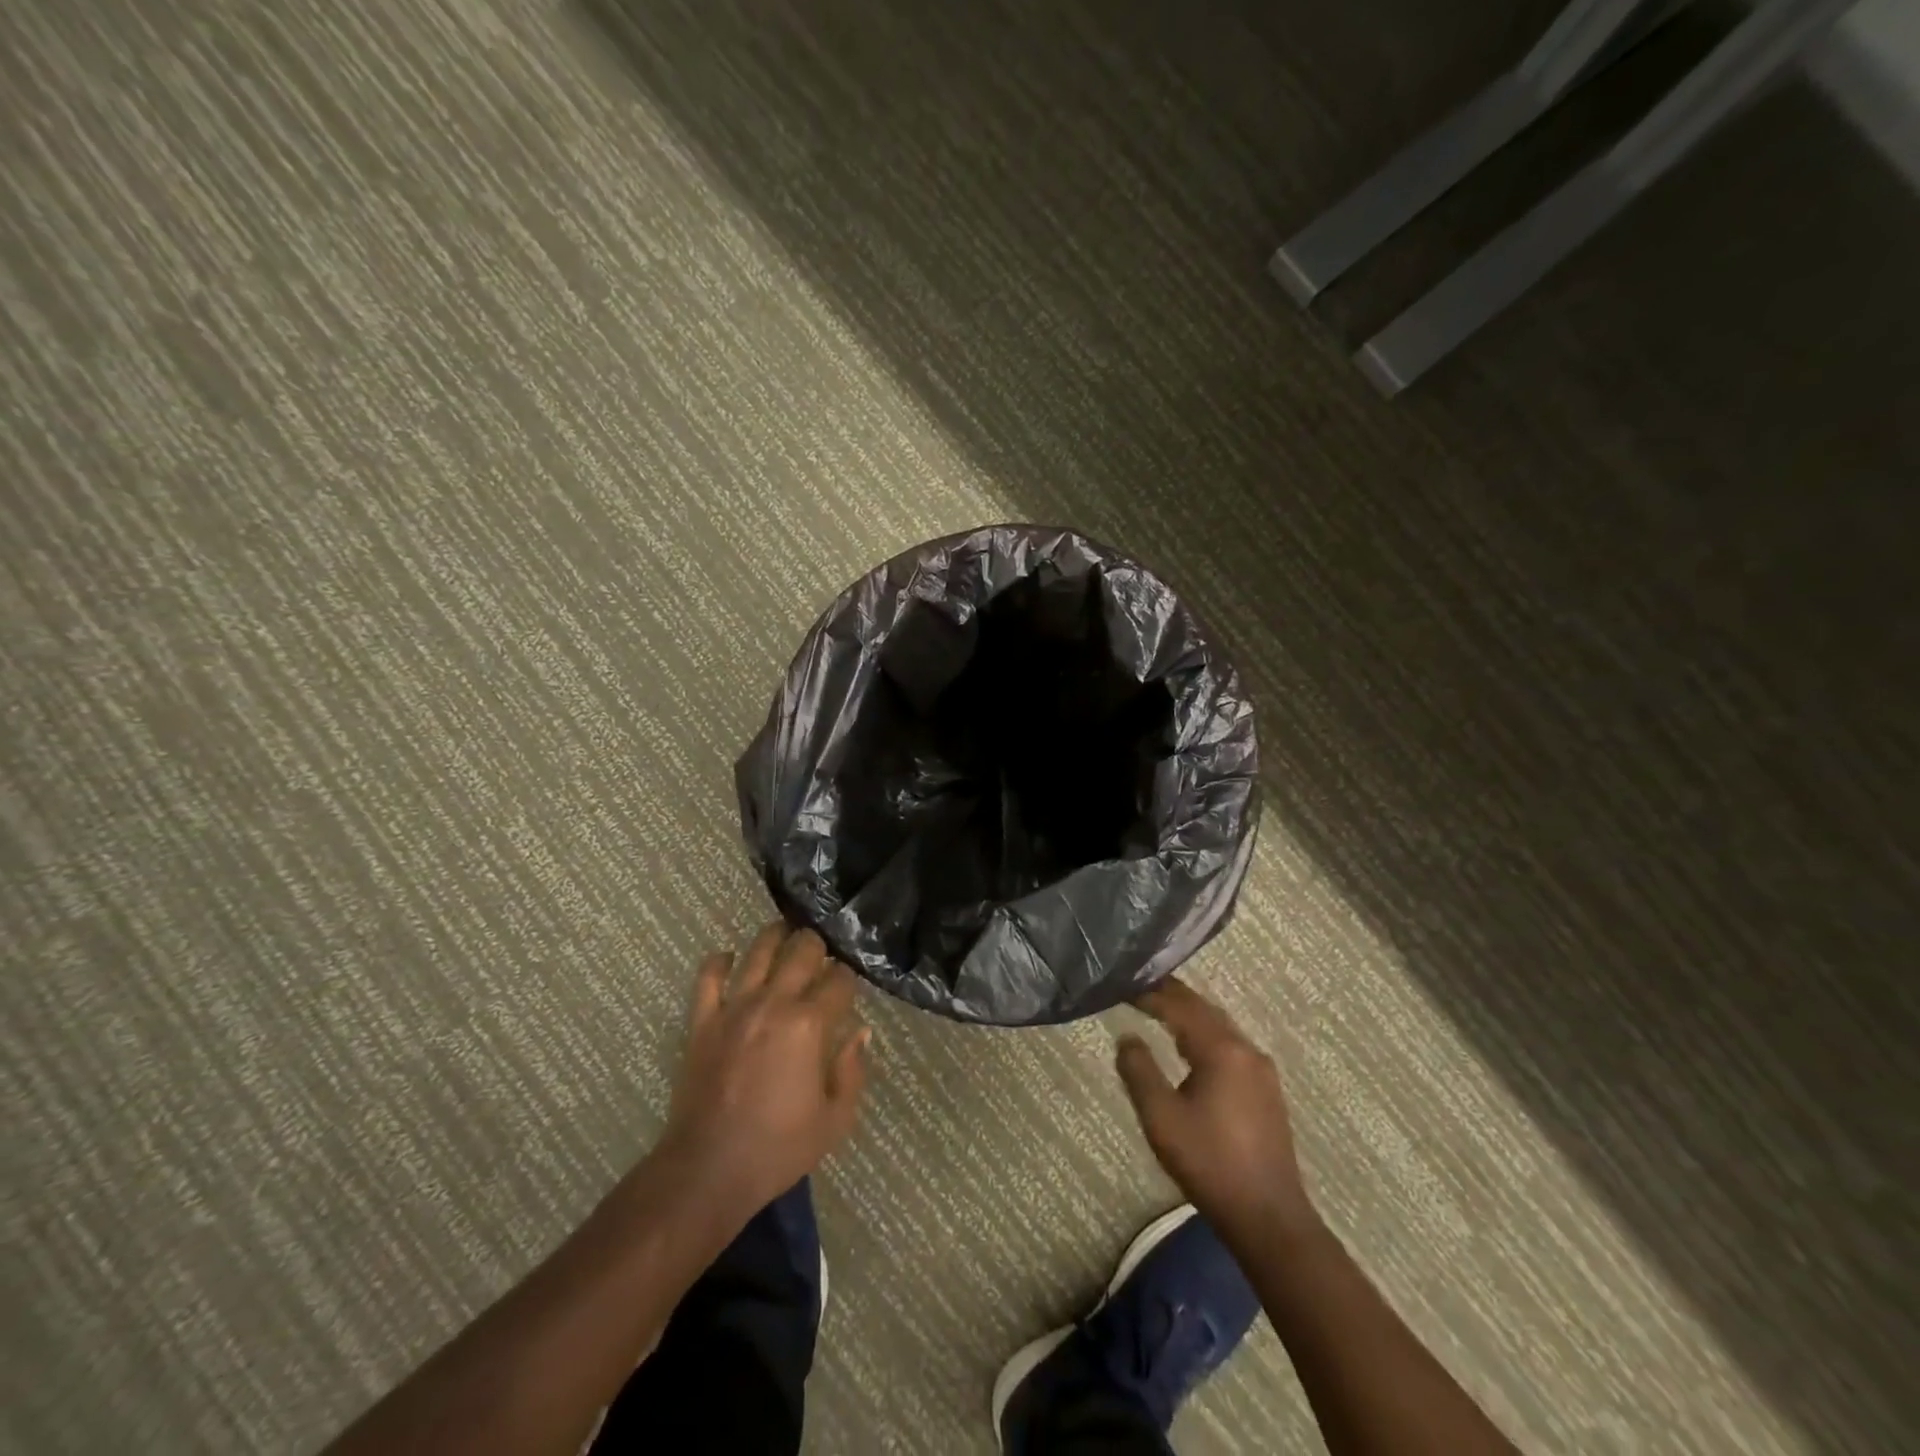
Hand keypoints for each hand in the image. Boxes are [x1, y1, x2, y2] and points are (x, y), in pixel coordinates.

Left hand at [655, 923, 870, 1218]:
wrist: (707, 1171)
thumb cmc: (778, 1148)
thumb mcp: (835, 1119)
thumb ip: (853, 1069)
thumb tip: (860, 1031)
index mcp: (810, 1025)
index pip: (839, 979)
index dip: (849, 977)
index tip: (849, 986)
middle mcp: (774, 1003)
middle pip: (802, 949)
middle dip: (817, 946)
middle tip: (821, 955)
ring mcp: (734, 1008)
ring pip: (758, 950)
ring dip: (776, 937)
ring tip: (785, 936)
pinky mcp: (702, 1020)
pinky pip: (708, 975)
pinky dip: (720, 960)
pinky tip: (730, 959)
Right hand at [1116, 977, 1317, 1239]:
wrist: (1268, 1216)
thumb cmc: (1209, 1163)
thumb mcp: (1161, 1117)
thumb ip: (1139, 1070)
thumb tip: (1127, 1036)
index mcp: (1221, 1050)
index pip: (1180, 1006)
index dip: (1151, 993)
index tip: (1123, 986)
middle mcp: (1246, 1050)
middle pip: (1204, 1009)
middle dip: (1172, 996)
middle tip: (1140, 987)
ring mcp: (1261, 1070)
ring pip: (1219, 1026)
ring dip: (1189, 1015)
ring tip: (1160, 1009)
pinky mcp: (1266, 1090)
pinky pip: (1230, 1045)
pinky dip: (1204, 1034)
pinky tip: (1190, 1047)